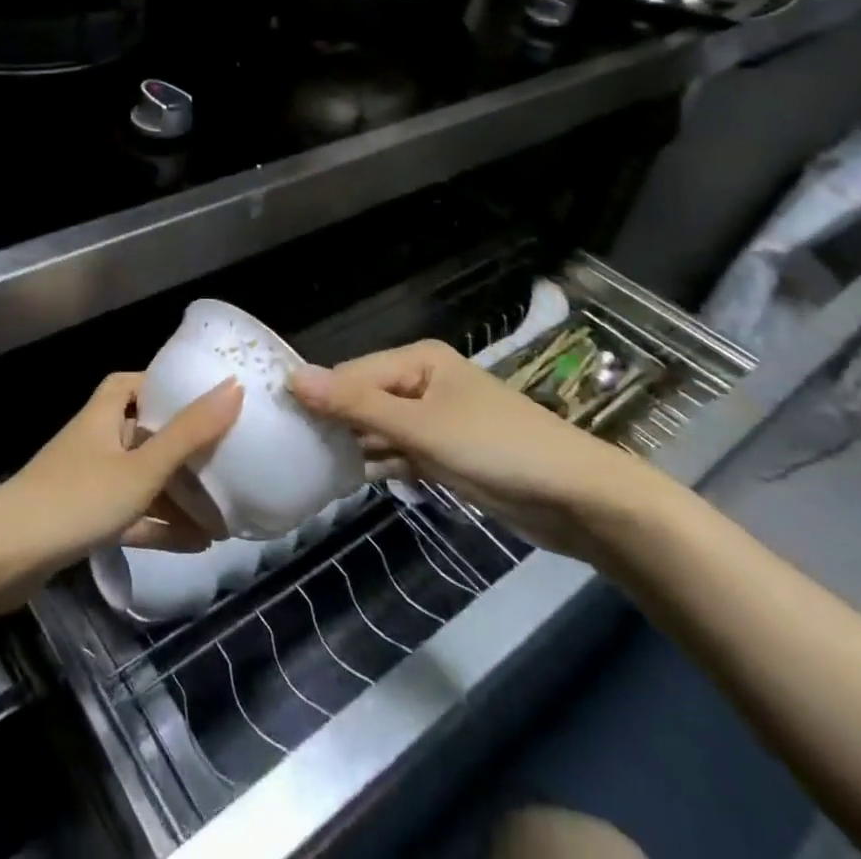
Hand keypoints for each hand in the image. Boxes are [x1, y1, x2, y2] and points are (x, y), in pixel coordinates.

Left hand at [0, 373, 243, 608]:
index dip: (168, 385)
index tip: (206, 398)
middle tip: (228, 462)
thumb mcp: (142, 467)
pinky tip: (199, 544)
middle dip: (186, 450)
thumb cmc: (78, 497)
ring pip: (144, 480)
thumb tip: (234, 386)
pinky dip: (162, 525)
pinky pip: (133, 515)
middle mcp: (98, 440)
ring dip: (180, 496)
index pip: (135, 383)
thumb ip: (189, 432)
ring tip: (225, 515)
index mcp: (105, 414)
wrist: (6, 557)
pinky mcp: (85, 520)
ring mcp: (90, 481)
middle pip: (147, 434)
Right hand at [288, 341, 671, 557]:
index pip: (352, 373)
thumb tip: (293, 376)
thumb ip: (355, 404)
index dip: (318, 396)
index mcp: (417, 360)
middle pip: (364, 398)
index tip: (281, 424)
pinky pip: (401, 450)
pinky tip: (352, 479)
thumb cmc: (496, 449)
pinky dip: (382, 462)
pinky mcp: (448, 451)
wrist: (579, 500)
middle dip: (335, 422)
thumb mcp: (419, 427)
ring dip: (355, 445)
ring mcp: (437, 417)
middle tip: (293, 451)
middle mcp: (423, 381)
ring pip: (380, 427)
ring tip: (312, 468)